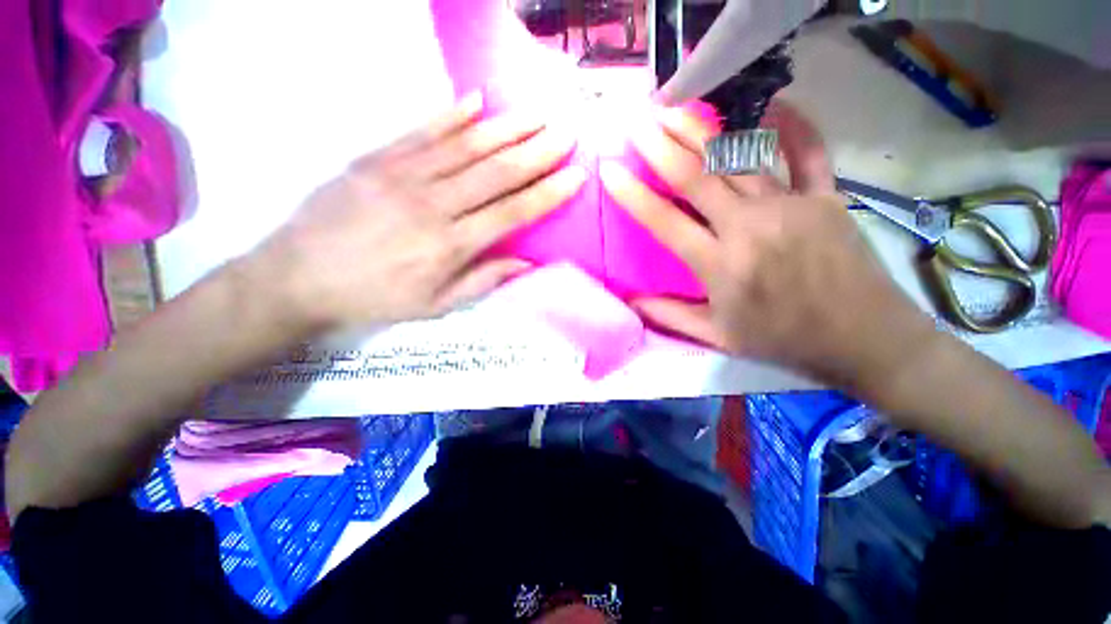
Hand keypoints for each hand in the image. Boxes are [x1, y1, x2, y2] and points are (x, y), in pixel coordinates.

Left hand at [258, 92, 585, 329]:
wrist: (300, 276)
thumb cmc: (376, 296)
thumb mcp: (436, 305)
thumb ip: (484, 281)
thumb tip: (526, 263)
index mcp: (452, 244)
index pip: (513, 212)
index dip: (547, 193)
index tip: (574, 176)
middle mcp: (435, 205)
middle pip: (497, 173)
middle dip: (538, 152)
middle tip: (567, 133)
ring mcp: (404, 175)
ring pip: (467, 146)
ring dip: (507, 128)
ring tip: (537, 114)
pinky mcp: (377, 158)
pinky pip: (422, 131)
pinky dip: (452, 114)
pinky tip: (477, 100)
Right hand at [600, 101, 935, 388]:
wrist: (865, 339)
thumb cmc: (783, 340)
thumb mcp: (718, 337)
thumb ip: (670, 315)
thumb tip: (631, 301)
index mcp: (720, 265)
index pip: (664, 221)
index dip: (632, 194)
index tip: (609, 169)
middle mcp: (750, 227)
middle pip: (697, 176)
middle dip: (661, 146)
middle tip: (637, 122)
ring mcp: (791, 206)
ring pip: (739, 158)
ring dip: (702, 130)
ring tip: (675, 109)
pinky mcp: (827, 197)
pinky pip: (809, 152)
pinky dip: (793, 125)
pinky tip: (773, 104)